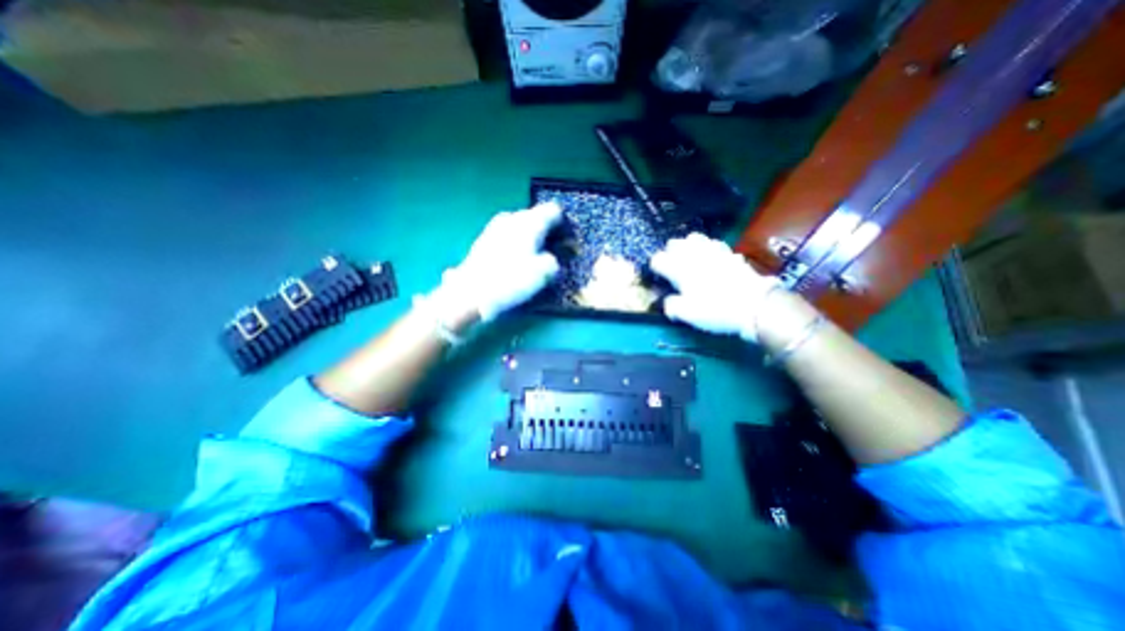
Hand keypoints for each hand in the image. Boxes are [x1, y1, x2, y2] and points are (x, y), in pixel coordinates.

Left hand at [437, 201, 567, 322]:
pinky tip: (516, 260)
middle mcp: (512, 219)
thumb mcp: (542, 273)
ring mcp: (495, 228)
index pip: (552, 211)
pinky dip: (516, 244)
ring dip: (530, 237)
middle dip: (546, 230)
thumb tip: (551, 259)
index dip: (563, 223)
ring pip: (520, 227)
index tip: (568, 238)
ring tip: (535, 256)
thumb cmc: (510, 280)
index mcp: (529, 222)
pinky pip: (507, 236)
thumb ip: (553, 261)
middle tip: (553, 249)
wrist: (471, 293)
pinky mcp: (484, 240)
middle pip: (535, 217)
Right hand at [650, 233, 784, 342]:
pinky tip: (710, 258)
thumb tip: (666, 301)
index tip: (658, 278)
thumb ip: (671, 306)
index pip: (657, 259)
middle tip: (672, 268)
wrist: (755, 305)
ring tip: (689, 260)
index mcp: (679, 268)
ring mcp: (713, 250)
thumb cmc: (716, 310)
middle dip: (669, 253)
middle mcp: (693, 254)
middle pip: (673, 243)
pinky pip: (712, 242)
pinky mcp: (729, 252)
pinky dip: (706, 247)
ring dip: (687, 247)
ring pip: (693, 238)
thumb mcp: (687, 314)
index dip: (655, 268)